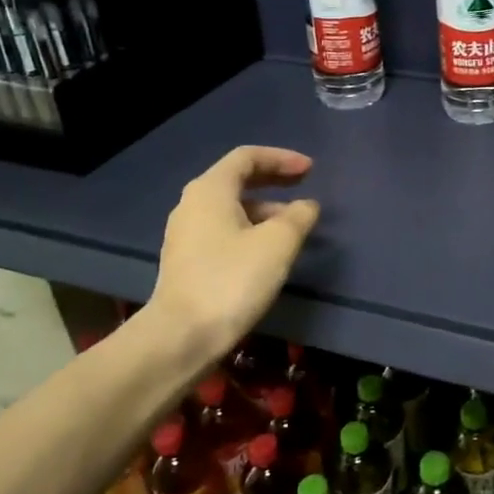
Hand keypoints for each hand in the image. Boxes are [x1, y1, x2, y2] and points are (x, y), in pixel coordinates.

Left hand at [150, 146, 319, 363]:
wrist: (182, 336)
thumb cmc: (232, 280)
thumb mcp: (278, 244)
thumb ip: (298, 217)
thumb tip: (307, 206)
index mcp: (210, 190)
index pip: (247, 157)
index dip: (281, 158)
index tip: (311, 170)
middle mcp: (192, 204)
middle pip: (237, 180)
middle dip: (274, 181)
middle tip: (304, 186)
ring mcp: (186, 234)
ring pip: (231, 208)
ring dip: (265, 209)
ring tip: (294, 226)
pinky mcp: (187, 261)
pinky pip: (223, 231)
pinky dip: (250, 229)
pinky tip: (269, 252)